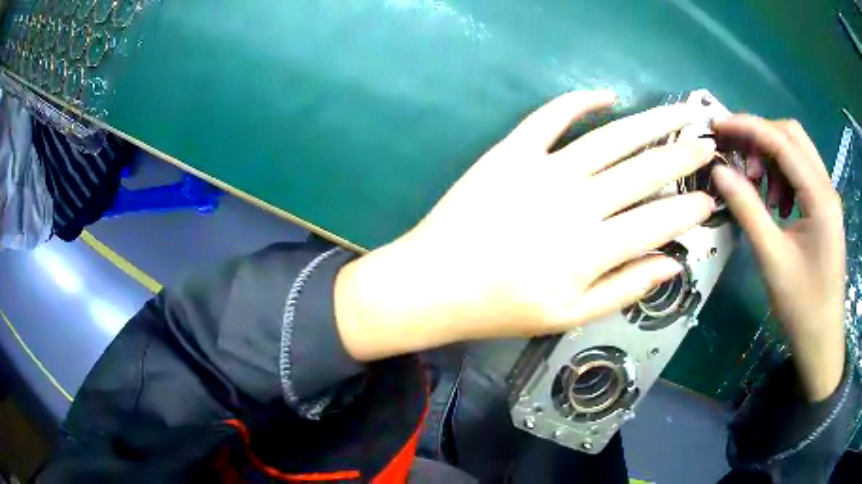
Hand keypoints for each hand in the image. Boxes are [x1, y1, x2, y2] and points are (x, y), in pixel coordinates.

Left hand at [335, 91, 716, 360]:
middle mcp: (577, 202)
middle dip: (683, 155)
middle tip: (707, 141)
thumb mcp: (568, 315)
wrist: (436, 282)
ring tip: (679, 110)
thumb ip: (624, 289)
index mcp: (592, 249)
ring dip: (650, 121)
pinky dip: (579, 101)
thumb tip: (670, 264)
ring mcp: (543, 170)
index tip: (710, 197)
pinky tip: (606, 95)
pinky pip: (550, 116)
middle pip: (644, 171)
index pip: (658, 222)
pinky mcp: (512, 152)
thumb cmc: (501, 308)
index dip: (689, 209)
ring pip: (611, 138)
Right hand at [712, 116, 845, 401]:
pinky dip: (782, 177)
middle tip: (737, 159)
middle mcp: (827, 187)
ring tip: (758, 189)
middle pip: (792, 136)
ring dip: (772, 159)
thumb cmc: (801, 306)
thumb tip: (719, 171)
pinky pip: (801, 175)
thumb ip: (747, 209)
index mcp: (820, 197)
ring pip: (797, 152)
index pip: (783, 141)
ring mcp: (827, 197)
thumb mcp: (772, 259)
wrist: (822, 340)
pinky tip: (776, 204)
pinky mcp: (824, 209)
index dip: (749, 127)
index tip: (718, 126)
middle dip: (761, 138)